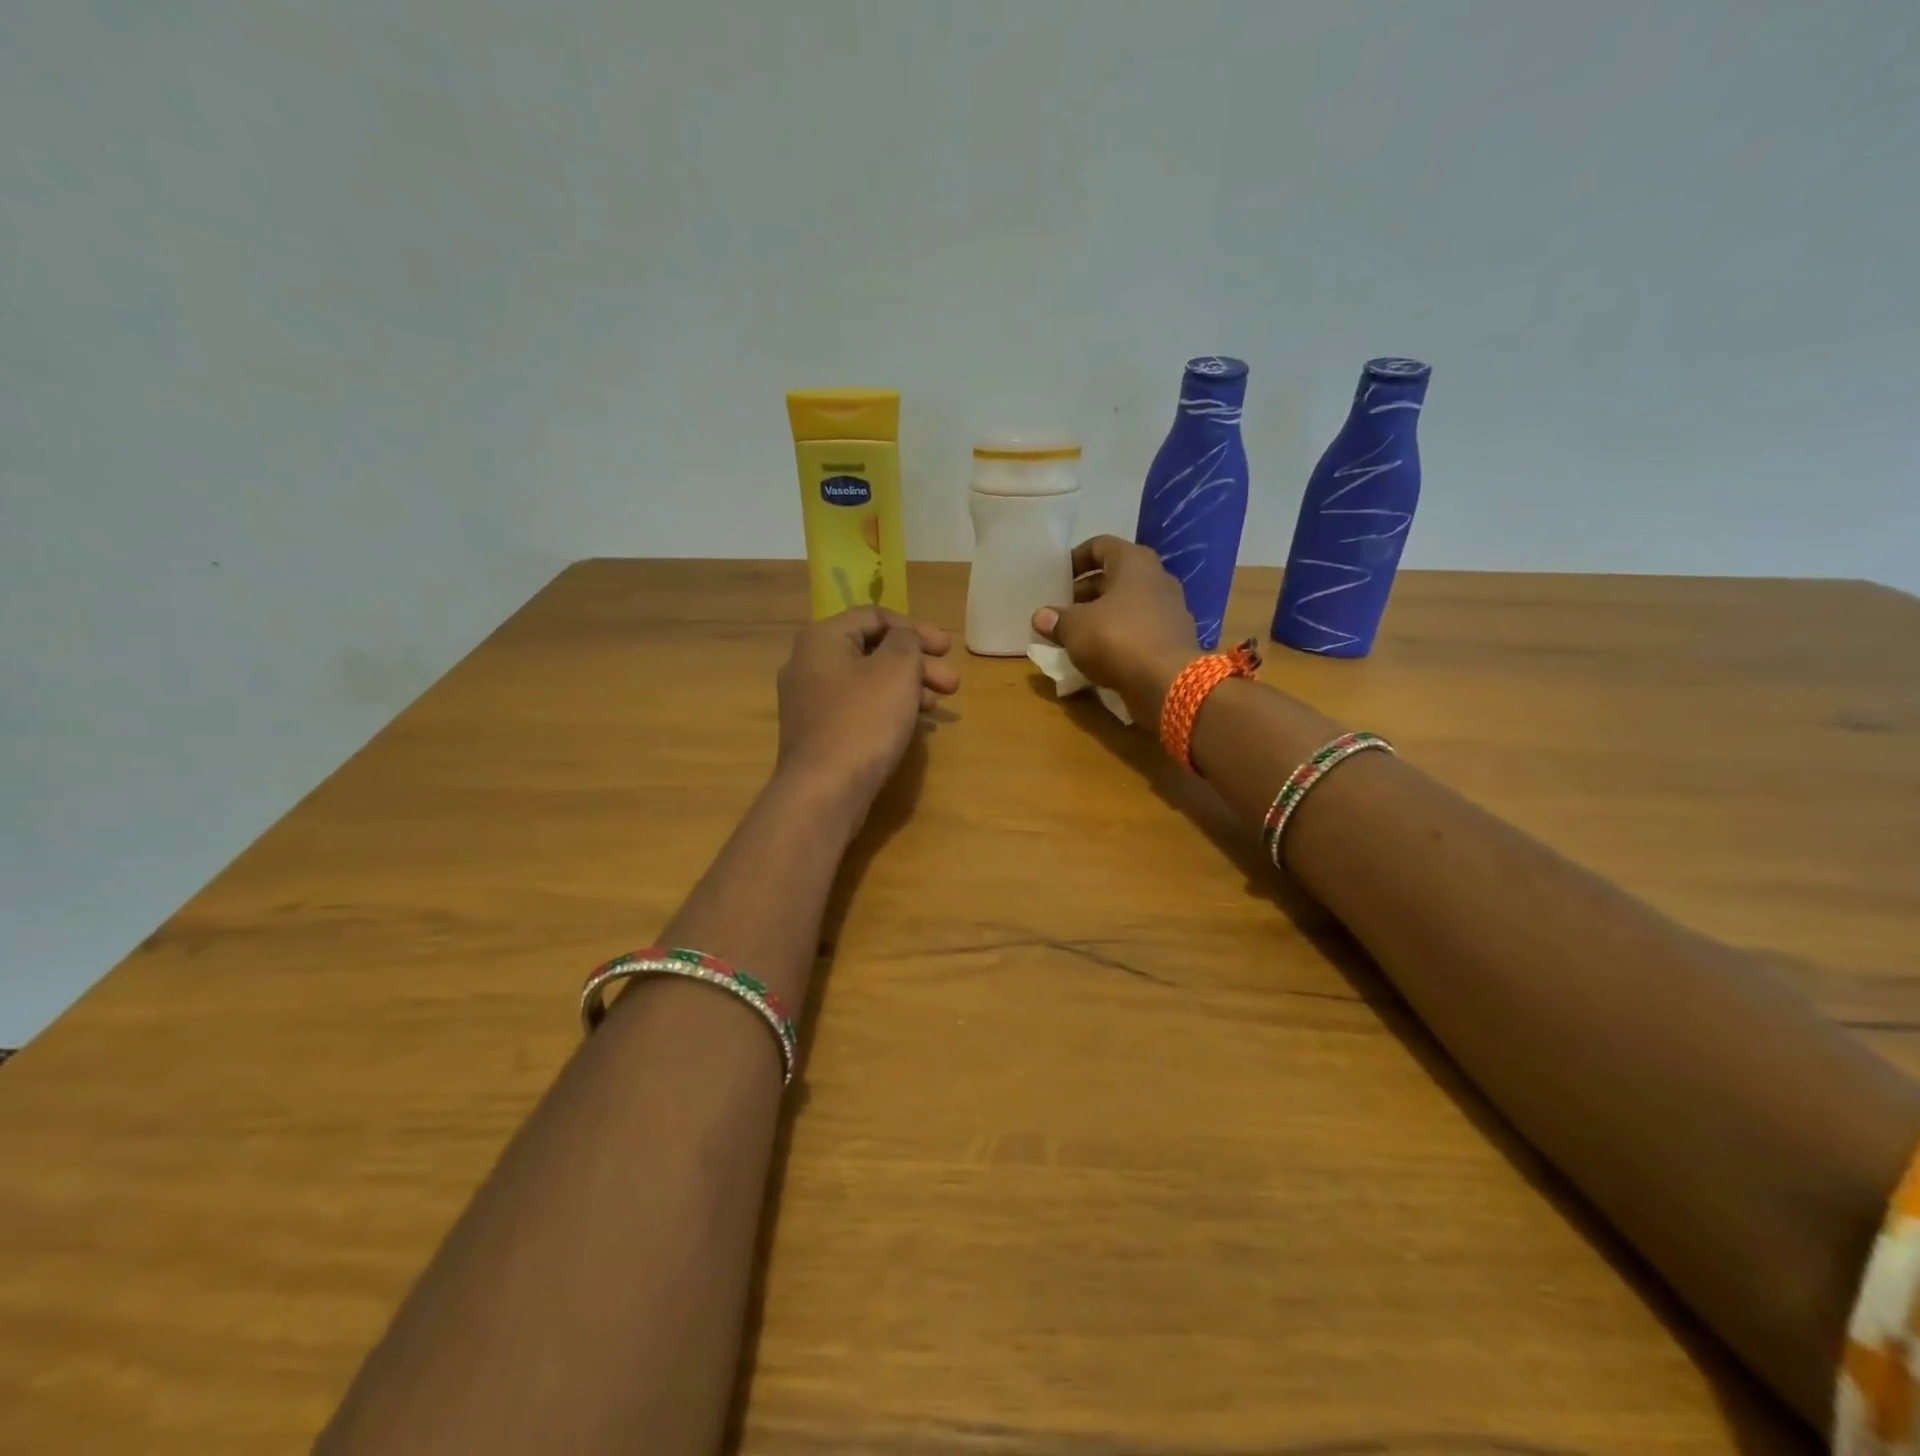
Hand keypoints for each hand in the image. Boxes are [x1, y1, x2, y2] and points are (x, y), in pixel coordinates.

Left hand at [775, 607, 958, 803]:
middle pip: (872, 650)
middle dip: (917, 662)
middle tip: (952, 681)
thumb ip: (907, 641)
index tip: (947, 648)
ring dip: (907, 686)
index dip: (915, 627)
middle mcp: (808, 664)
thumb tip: (903, 638)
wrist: (824, 791)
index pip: (874, 615)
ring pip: (867, 681)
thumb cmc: (863, 720)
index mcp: (822, 638)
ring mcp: (810, 701)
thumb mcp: (897, 669)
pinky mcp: (818, 733)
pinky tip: (912, 723)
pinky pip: (858, 708)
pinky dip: (887, 708)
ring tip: (939, 703)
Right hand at [1032, 536, 1198, 723]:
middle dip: (1086, 592)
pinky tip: (1099, 655)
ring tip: (1075, 634)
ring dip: (1101, 616)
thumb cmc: (1118, 639)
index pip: (1101, 546)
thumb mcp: (1075, 628)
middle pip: (1115, 578)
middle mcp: (1157, 579)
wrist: (1168, 683)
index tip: (1057, 577)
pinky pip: (1139, 630)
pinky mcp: (1173, 640)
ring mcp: (1169, 610)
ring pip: (1128, 606)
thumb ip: (1056, 620)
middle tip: (1061, 610)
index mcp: (1134, 562)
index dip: (1076, 559)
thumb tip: (1040, 617)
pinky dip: (1119, 637)